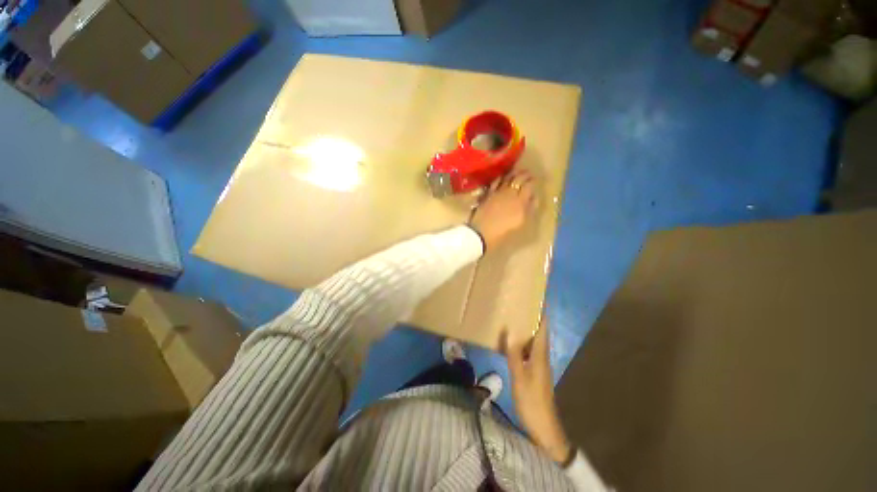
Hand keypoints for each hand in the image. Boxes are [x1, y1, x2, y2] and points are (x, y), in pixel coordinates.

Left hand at [469, 169, 536, 250]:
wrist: (481, 233)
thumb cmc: (503, 232)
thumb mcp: (521, 223)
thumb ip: (529, 209)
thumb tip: (534, 197)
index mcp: (520, 201)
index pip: (529, 185)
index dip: (533, 181)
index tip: (535, 179)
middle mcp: (510, 193)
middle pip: (518, 179)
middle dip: (525, 174)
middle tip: (528, 173)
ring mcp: (497, 193)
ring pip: (507, 178)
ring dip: (513, 174)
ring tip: (517, 172)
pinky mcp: (487, 195)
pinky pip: (495, 182)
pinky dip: (500, 178)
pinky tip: (502, 177)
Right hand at [504, 317, 572, 464]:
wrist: (543, 426)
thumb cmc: (532, 400)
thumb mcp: (520, 377)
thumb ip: (514, 354)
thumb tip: (508, 330)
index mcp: (540, 354)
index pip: (544, 328)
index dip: (543, 314)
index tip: (539, 299)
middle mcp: (542, 356)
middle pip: (539, 332)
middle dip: (533, 318)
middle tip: (521, 304)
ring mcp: (538, 364)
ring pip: (533, 341)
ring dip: (527, 329)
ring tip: (515, 317)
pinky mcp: (534, 371)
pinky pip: (528, 350)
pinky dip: (522, 342)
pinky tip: (511, 341)